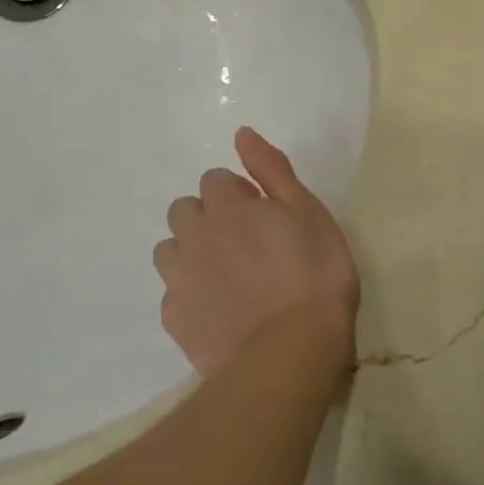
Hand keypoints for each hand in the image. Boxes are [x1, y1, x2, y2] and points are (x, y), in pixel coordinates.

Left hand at [153, 127, 359, 375]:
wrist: (290, 351)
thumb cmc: (313, 274)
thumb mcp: (308, 211)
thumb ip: (271, 169)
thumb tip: (241, 133)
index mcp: (227, 206)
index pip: (215, 179)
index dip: (239, 193)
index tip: (263, 214)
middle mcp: (194, 235)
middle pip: (185, 211)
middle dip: (208, 218)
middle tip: (244, 243)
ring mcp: (179, 279)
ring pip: (170, 250)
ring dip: (191, 252)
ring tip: (226, 275)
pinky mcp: (174, 318)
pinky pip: (173, 292)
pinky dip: (190, 293)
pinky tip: (219, 309)